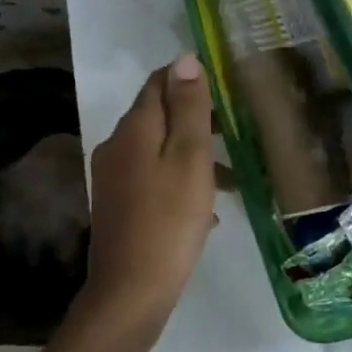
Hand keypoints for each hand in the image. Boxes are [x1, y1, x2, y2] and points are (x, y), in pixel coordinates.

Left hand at [77, 54, 215, 337]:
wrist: (131, 292)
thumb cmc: (169, 220)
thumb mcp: (189, 158)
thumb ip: (188, 108)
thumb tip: (185, 59)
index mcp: (134, 128)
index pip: (158, 82)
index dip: (189, 77)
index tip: (225, 88)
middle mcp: (117, 145)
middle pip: (158, 115)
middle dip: (196, 118)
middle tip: (237, 131)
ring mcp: (115, 177)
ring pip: (159, 149)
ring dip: (193, 154)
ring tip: (233, 176)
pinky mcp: (119, 205)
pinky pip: (154, 178)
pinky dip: (180, 181)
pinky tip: (207, 210)